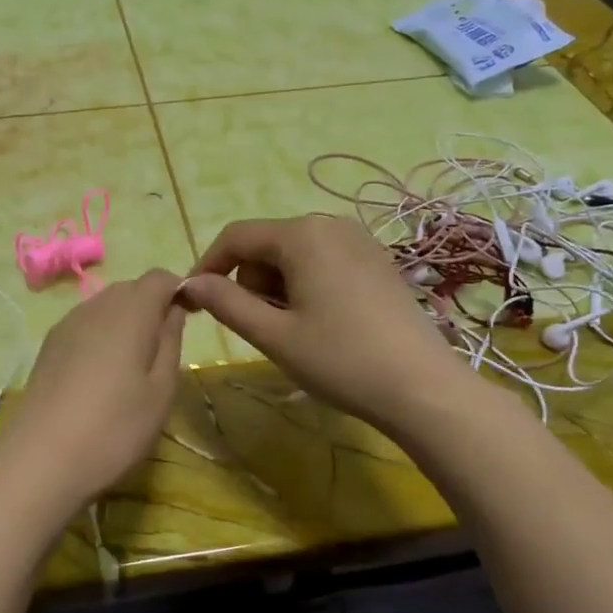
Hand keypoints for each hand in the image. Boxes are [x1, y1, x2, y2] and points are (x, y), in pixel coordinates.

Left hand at [0, 269, 187, 515]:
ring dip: (125, 322)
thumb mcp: (161, 390)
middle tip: (163, 349)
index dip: (178, 290)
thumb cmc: (115, 427)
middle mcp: (95, 306)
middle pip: (130, 289)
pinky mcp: (48, 346)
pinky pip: (84, 325)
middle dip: (151, 306)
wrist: (42, 459)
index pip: (159, 277)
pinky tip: (102, 375)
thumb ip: (170, 341)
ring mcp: (66, 325)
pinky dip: (101, 336)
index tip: (189, 319)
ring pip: (105, 306)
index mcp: (130, 311)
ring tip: (133, 366)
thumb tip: (173, 310)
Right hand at [178, 215, 490, 437]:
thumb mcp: (273, 334)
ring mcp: (359, 240)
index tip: (194, 302)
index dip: (208, 266)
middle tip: (263, 328)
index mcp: (302, 235)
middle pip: (266, 245)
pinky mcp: (376, 261)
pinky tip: (323, 323)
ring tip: (296, 331)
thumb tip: (190, 283)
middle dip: (251, 282)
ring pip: (293, 255)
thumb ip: (226, 303)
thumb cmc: (341, 359)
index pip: (236, 236)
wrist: (422, 387)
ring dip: (278, 288)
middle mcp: (330, 224)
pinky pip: (322, 262)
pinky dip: (306, 286)